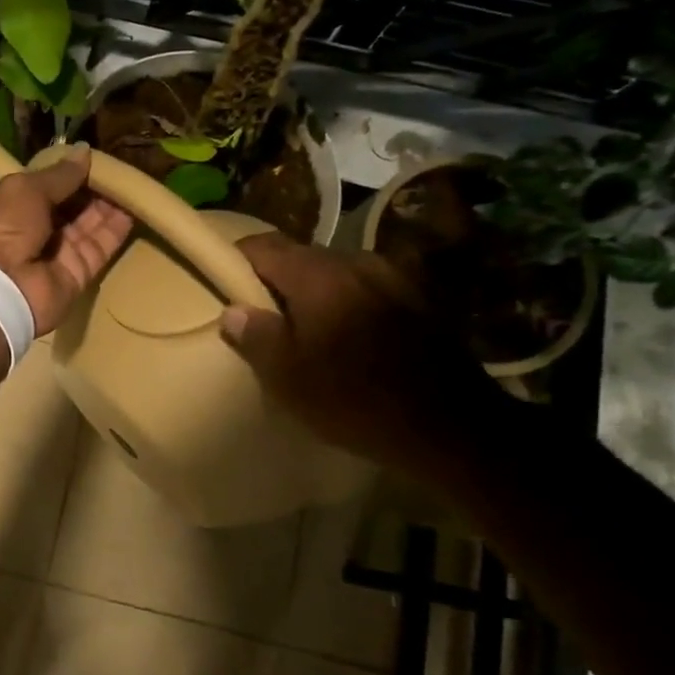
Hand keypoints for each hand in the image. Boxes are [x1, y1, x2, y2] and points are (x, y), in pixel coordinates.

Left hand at [0, 144, 132, 334]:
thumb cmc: (3, 227)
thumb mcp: (26, 189)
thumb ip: (60, 174)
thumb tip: (85, 151)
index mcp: (14, 206)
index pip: (48, 186)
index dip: (70, 172)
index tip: (97, 158)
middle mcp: (35, 229)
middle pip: (71, 205)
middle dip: (94, 188)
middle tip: (122, 168)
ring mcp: (57, 253)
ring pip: (89, 225)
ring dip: (109, 205)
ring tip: (135, 182)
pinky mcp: (78, 273)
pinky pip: (100, 247)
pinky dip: (116, 229)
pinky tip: (135, 207)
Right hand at [218, 234, 515, 480]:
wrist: (452, 428)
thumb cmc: (355, 400)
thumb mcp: (288, 378)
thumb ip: (255, 336)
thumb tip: (233, 311)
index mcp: (318, 275)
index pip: (264, 246)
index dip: (237, 259)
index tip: (222, 280)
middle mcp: (356, 263)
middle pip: (301, 257)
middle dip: (275, 279)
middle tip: (259, 313)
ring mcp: (392, 278)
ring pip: (335, 274)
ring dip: (313, 293)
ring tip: (303, 328)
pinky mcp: (418, 300)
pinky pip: (364, 290)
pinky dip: (345, 303)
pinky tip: (345, 337)